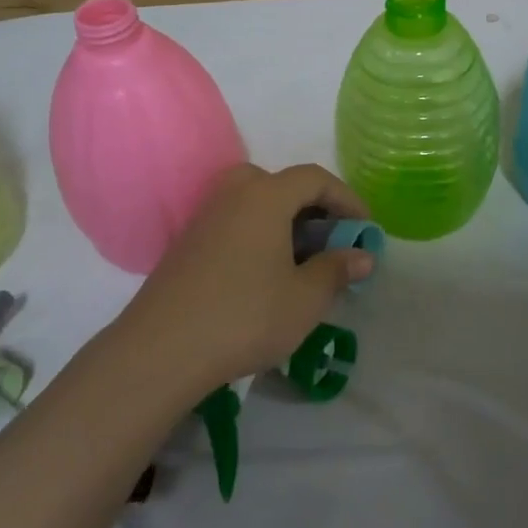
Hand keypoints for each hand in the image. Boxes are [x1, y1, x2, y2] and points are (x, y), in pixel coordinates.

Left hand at [114, 164, 373, 387]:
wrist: (162, 349)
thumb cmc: (246, 316)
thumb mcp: (305, 298)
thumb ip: (337, 270)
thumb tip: (362, 256)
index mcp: (265, 195)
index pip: (314, 178)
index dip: (346, 199)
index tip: (365, 229)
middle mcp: (233, 194)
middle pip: (280, 183)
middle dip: (312, 206)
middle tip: (329, 240)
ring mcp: (205, 217)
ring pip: (254, 203)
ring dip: (284, 222)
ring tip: (301, 260)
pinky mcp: (187, 243)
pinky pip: (234, 223)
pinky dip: (258, 235)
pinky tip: (264, 274)